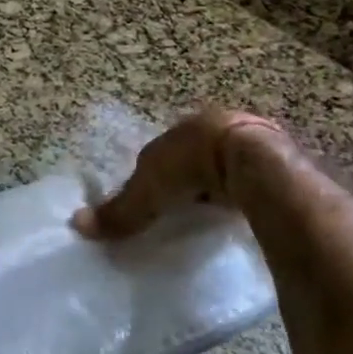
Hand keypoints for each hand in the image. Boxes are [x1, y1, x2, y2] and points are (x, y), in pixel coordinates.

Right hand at [73, 108, 289, 239]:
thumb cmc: (191, 165)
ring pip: (224, 166)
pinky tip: (239, 214)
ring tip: (210, 215)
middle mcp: (214, 128)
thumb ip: (119, 211)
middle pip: (194, 157)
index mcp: (182, 129)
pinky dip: (243, 195)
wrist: (252, 162)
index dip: (155, 175)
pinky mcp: (276, 161)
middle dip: (188, 179)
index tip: (153, 200)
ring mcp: (249, 141)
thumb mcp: (148, 191)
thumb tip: (76, 225)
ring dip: (217, 186)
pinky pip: (251, 180)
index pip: (162, 152)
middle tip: (181, 208)